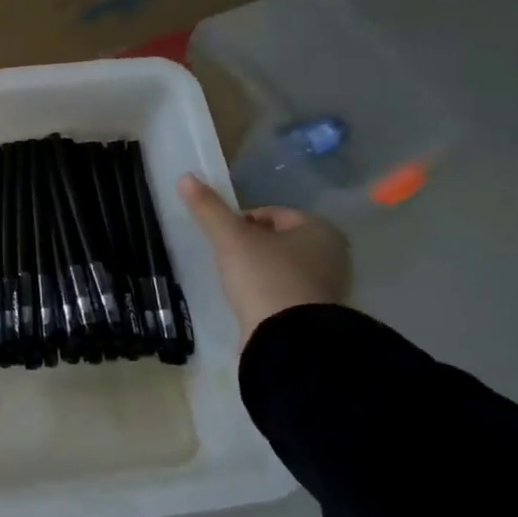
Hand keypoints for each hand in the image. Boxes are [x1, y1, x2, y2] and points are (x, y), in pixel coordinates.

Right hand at [177, 174, 349, 342]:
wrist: (289, 339)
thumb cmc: (264, 277)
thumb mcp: (230, 238)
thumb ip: (208, 208)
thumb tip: (185, 177)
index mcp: (319, 229)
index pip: (271, 213)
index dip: (241, 221)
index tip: (223, 238)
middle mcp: (332, 255)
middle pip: (278, 240)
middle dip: (251, 246)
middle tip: (227, 259)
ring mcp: (328, 287)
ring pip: (282, 266)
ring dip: (259, 269)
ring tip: (236, 281)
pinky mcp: (318, 315)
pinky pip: (286, 292)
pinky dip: (268, 292)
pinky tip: (251, 301)